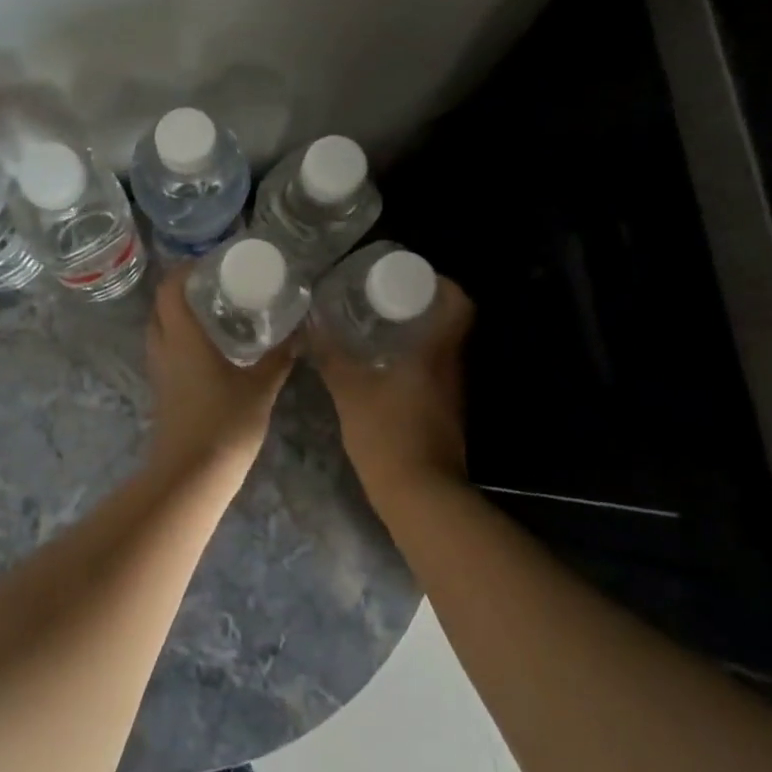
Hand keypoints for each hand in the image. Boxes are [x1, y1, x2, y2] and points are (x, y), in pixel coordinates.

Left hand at [145, 267, 294, 475]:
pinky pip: (165, 350)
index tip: (210, 264)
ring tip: (214, 311)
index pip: (170, 289)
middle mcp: (164, 347)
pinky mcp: (161, 390)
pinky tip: (209, 348)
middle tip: (215, 285)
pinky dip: (180, 338)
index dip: (184, 269)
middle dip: (183, 290)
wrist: (191, 475)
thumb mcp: (260, 388)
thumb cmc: (225, 424)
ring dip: (179, 315)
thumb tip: (298, 334)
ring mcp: (158, 370)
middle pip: (161, 305)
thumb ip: (278, 359)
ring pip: (160, 328)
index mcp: (183, 337)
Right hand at [312, 276, 473, 498]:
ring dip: (416, 333)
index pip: (459, 303)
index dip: (442, 283)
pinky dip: (413, 360)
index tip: (412, 276)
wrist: (419, 495)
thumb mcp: (350, 390)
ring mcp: (451, 392)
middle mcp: (451, 366)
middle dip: (421, 305)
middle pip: (449, 322)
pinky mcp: (444, 412)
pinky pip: (433, 372)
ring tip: (378, 325)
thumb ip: (331, 355)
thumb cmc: (388, 434)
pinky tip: (382, 364)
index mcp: (437, 351)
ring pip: (440, 348)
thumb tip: (312, 324)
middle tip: (384, 297)